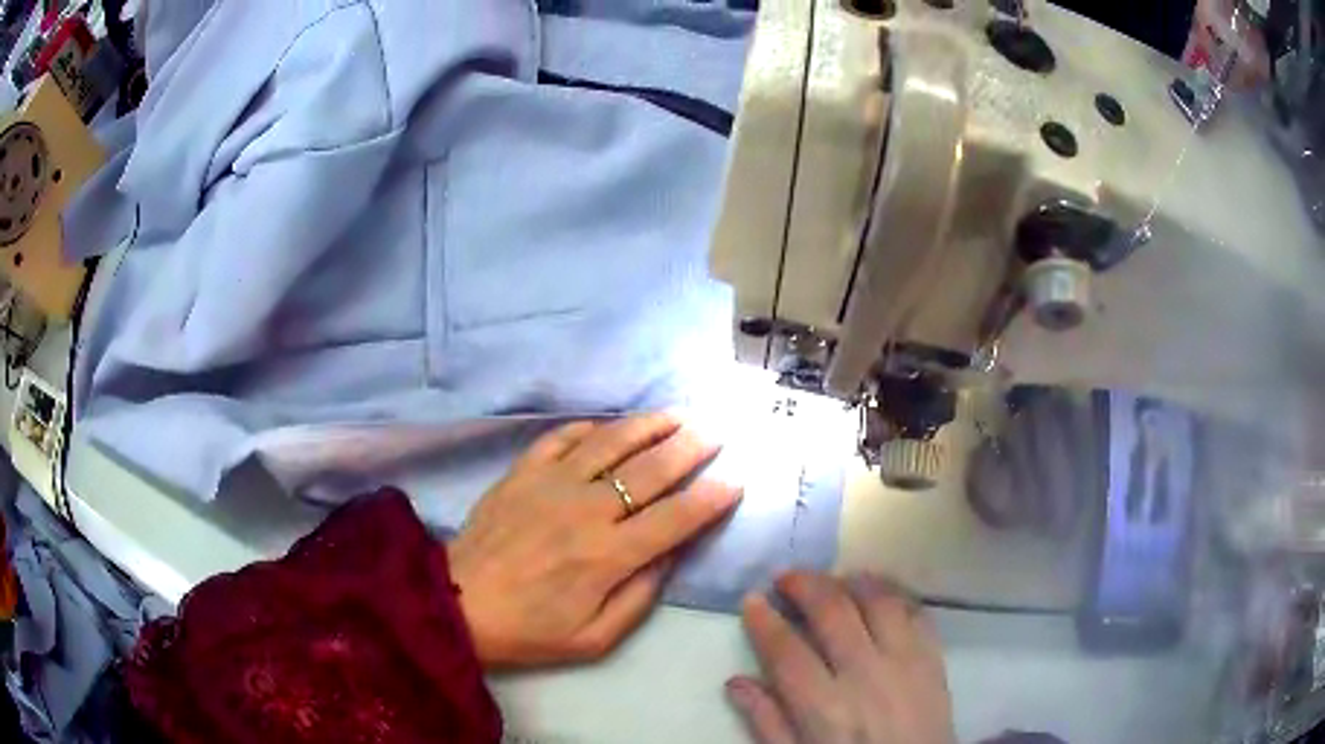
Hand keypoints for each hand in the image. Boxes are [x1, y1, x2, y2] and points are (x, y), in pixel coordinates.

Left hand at [448, 413, 741, 668]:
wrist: (457, 605)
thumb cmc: (530, 630)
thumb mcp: (594, 637)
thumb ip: (640, 596)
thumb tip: (671, 554)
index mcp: (608, 556)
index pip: (676, 518)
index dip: (711, 498)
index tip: (734, 481)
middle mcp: (586, 510)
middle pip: (651, 469)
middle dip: (691, 448)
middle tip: (715, 433)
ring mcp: (551, 483)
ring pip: (612, 442)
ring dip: (650, 425)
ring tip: (677, 415)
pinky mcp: (522, 471)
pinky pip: (562, 437)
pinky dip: (590, 427)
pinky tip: (609, 427)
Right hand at [728, 572, 954, 743]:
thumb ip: (769, 723)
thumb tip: (737, 682)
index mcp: (826, 708)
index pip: (787, 650)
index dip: (764, 620)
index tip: (752, 600)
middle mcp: (866, 676)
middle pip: (833, 612)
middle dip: (805, 585)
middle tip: (786, 576)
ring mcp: (906, 662)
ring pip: (879, 601)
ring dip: (851, 581)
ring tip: (833, 579)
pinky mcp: (934, 659)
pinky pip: (917, 611)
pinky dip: (895, 593)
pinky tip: (878, 591)